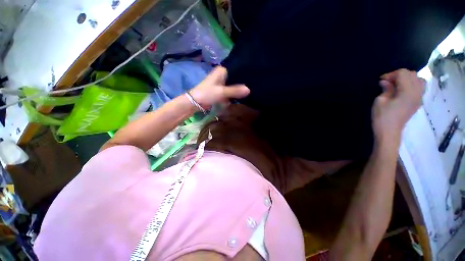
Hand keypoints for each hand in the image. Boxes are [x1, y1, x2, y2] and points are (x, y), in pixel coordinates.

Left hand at [189, 66, 249, 108]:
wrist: (194, 103)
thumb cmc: (207, 93)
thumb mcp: (222, 92)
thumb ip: (235, 90)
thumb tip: (249, 90)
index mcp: (222, 70)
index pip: (237, 70)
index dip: (245, 75)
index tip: (254, 80)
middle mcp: (222, 74)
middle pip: (236, 78)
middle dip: (242, 85)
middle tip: (253, 88)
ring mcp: (221, 82)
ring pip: (233, 86)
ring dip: (237, 91)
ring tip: (248, 94)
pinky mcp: (220, 90)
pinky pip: (230, 91)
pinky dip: (233, 95)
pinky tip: (240, 98)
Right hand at [372, 69, 424, 140]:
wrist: (389, 138)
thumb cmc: (383, 119)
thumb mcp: (380, 101)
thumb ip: (386, 88)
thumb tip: (385, 82)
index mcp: (406, 91)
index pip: (401, 73)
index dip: (391, 74)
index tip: (382, 80)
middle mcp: (415, 94)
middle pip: (412, 75)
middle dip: (401, 75)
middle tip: (392, 82)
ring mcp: (417, 101)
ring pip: (420, 82)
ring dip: (411, 80)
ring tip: (402, 84)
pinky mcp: (417, 106)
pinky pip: (421, 91)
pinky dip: (416, 87)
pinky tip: (408, 91)